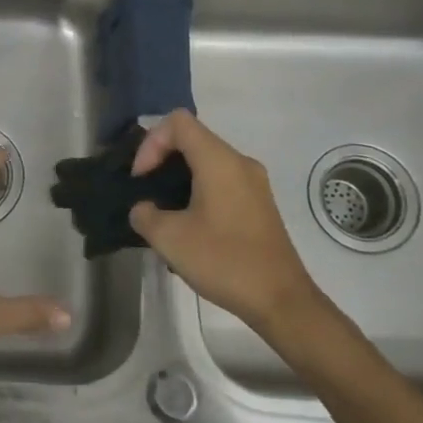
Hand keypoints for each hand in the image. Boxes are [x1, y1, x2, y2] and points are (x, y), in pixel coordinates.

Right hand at [128, 110, 332, 342]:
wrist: (281, 299)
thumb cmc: (224, 261)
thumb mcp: (169, 239)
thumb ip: (144, 215)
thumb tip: (144, 209)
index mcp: (219, 161)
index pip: (178, 123)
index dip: (151, 143)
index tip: (141, 178)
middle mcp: (240, 162)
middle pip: (193, 139)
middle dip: (162, 159)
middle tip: (145, 191)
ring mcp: (254, 183)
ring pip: (207, 161)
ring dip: (179, 177)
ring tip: (163, 211)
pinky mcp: (259, 204)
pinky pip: (222, 180)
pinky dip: (198, 190)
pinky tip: (189, 225)